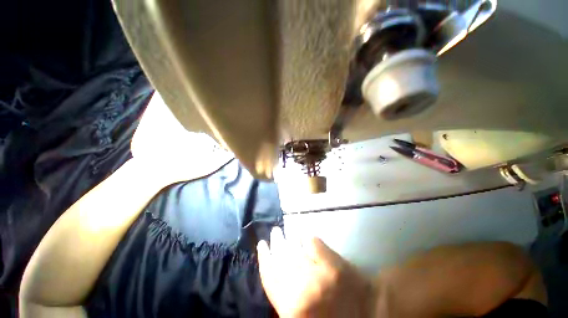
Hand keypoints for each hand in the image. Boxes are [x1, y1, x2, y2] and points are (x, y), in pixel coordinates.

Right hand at [257, 227, 376, 317]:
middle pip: (281, 260)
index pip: (270, 278)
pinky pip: (312, 242)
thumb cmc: (330, 316)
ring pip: (294, 250)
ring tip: (281, 232)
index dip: (264, 259)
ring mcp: (319, 274)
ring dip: (286, 239)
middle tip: (273, 234)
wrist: (368, 314)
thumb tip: (275, 270)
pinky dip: (304, 236)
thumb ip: (285, 297)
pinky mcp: (333, 262)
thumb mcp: (300, 314)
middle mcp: (302, 290)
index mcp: (292, 309)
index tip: (262, 245)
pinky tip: (300, 233)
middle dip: (275, 244)